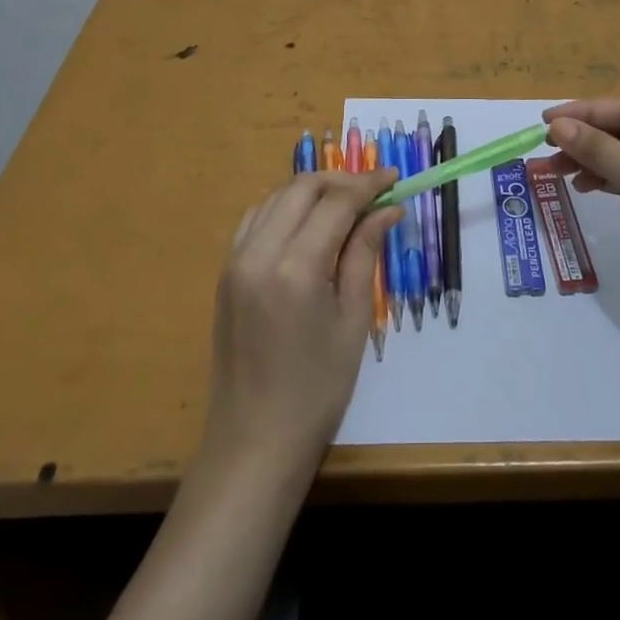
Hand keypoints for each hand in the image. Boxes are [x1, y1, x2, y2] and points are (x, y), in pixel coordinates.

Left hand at [200, 169, 402, 475]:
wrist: (254, 442)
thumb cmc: (317, 390)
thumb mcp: (353, 320)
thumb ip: (365, 254)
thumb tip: (388, 209)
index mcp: (295, 268)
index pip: (336, 202)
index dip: (368, 183)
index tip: (394, 178)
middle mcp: (259, 252)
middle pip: (302, 188)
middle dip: (340, 180)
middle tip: (373, 191)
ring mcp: (235, 261)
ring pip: (276, 197)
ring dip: (311, 191)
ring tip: (345, 204)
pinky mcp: (226, 273)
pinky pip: (255, 219)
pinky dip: (284, 209)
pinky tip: (306, 225)